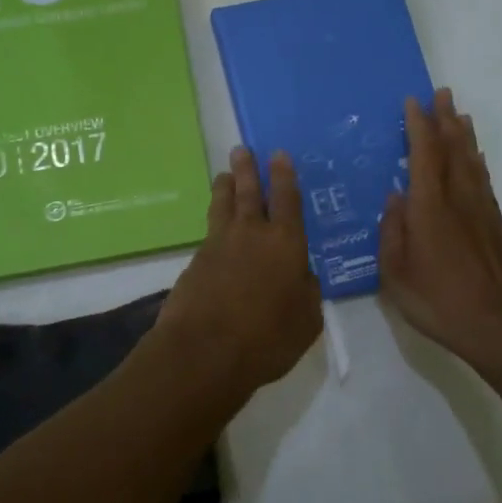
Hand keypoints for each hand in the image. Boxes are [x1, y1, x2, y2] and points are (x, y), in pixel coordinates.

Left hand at [159, 146, 322, 397]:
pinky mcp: (194, 263)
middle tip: (241, 149)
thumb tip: (302, 276)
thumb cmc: (267, 338)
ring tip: (223, 175)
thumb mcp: (306, 320)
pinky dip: (215, 227)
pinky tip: (216, 232)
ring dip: (224, 188)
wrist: (204, 352)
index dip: (284, 175)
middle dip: (247, 170)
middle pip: (248, 193)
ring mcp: (218, 246)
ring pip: (222, 207)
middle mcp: (251, 235)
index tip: (277, 154)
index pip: (287, 199)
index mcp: (285, 242)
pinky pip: (209, 235)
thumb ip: (307, 292)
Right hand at [379, 88, 501, 364]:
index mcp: (429, 208)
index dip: (418, 126)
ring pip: (471, 161)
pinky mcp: (497, 225)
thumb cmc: (439, 301)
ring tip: (459, 113)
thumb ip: (392, 232)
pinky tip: (475, 157)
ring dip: (464, 134)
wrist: (500, 325)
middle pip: (452, 149)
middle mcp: (457, 199)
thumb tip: (394, 198)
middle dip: (444, 119)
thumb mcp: (396, 274)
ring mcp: (481, 210)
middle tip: (441, 93)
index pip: (423, 155)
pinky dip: (477, 161)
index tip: (413, 102)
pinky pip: (484, 180)